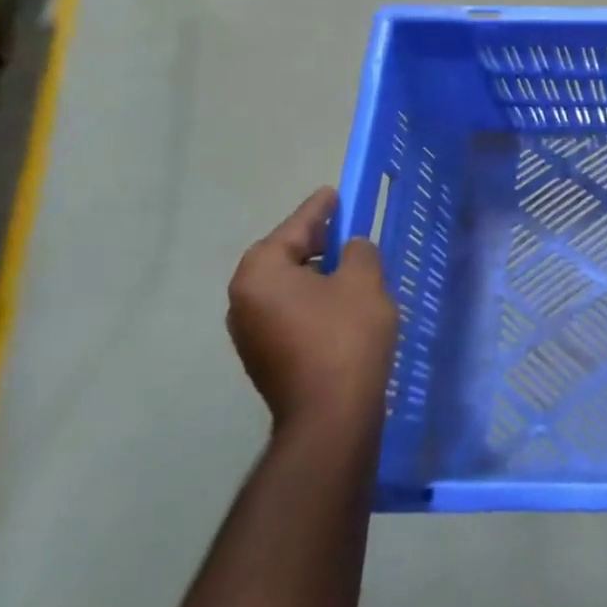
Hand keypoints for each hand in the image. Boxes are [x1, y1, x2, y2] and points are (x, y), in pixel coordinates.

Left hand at [227, 188, 399, 432]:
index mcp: (260, 274)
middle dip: (315, 242)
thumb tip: (351, 249)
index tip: (334, 193)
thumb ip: (359, 252)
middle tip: (345, 228)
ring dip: (314, 273)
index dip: (318, 209)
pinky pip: (288, 312)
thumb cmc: (346, 335)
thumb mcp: (363, 280)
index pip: (293, 229)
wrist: (331, 413)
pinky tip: (340, 303)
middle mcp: (243, 301)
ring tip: (348, 266)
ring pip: (286, 287)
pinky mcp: (265, 357)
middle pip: (282, 257)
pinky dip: (311, 299)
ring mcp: (249, 334)